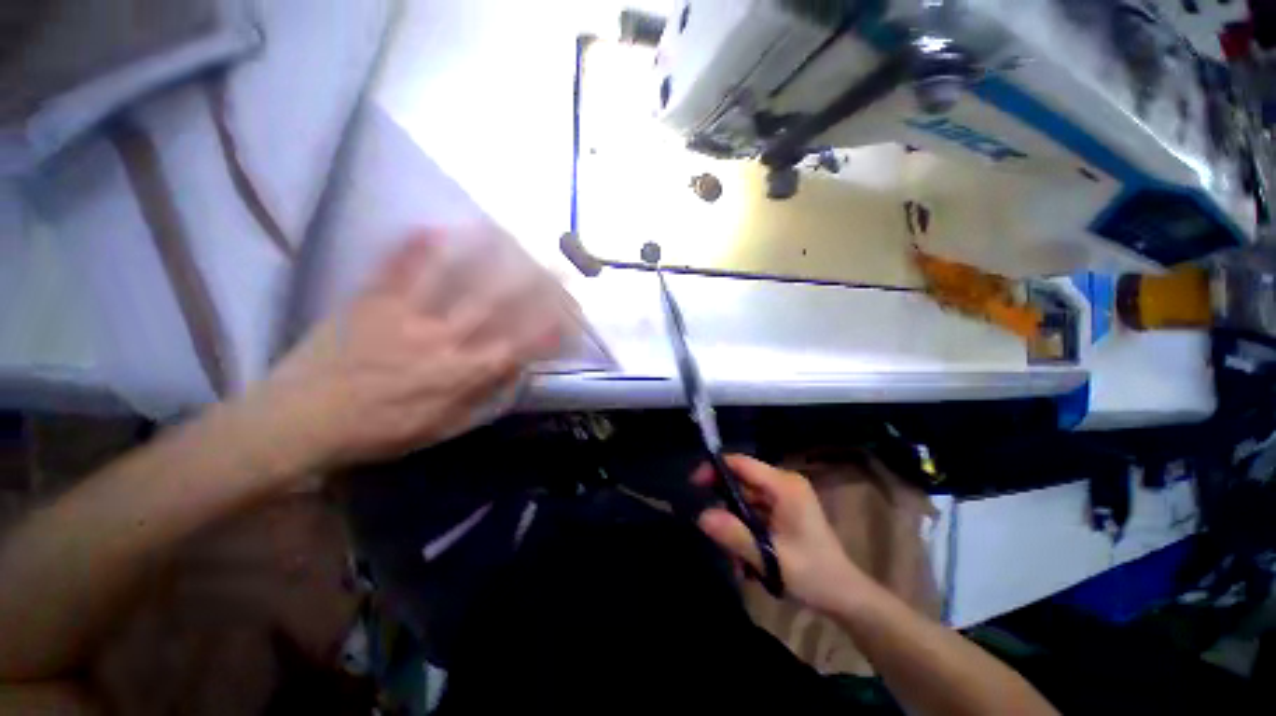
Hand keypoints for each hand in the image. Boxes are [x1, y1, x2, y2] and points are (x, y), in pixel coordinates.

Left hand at [248, 226, 577, 473]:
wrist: (300, 422)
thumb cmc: (378, 432)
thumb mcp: (441, 429)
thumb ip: (483, 399)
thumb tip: (517, 372)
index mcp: (461, 375)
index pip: (520, 347)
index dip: (550, 330)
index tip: (572, 315)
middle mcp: (444, 342)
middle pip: (498, 307)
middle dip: (534, 287)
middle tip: (557, 268)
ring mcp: (407, 318)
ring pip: (454, 282)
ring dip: (483, 256)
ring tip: (506, 234)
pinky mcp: (371, 304)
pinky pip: (396, 271)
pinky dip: (414, 249)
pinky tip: (432, 227)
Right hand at [693, 455, 865, 613]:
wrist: (845, 596)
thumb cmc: (812, 574)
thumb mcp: (770, 557)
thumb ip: (734, 535)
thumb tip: (701, 516)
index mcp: (784, 486)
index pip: (742, 464)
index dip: (715, 468)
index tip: (694, 484)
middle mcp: (783, 484)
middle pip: (741, 482)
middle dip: (725, 507)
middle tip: (715, 534)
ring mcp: (784, 497)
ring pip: (745, 499)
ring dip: (735, 525)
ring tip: (736, 559)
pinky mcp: (783, 510)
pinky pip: (754, 511)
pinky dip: (745, 530)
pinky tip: (747, 558)